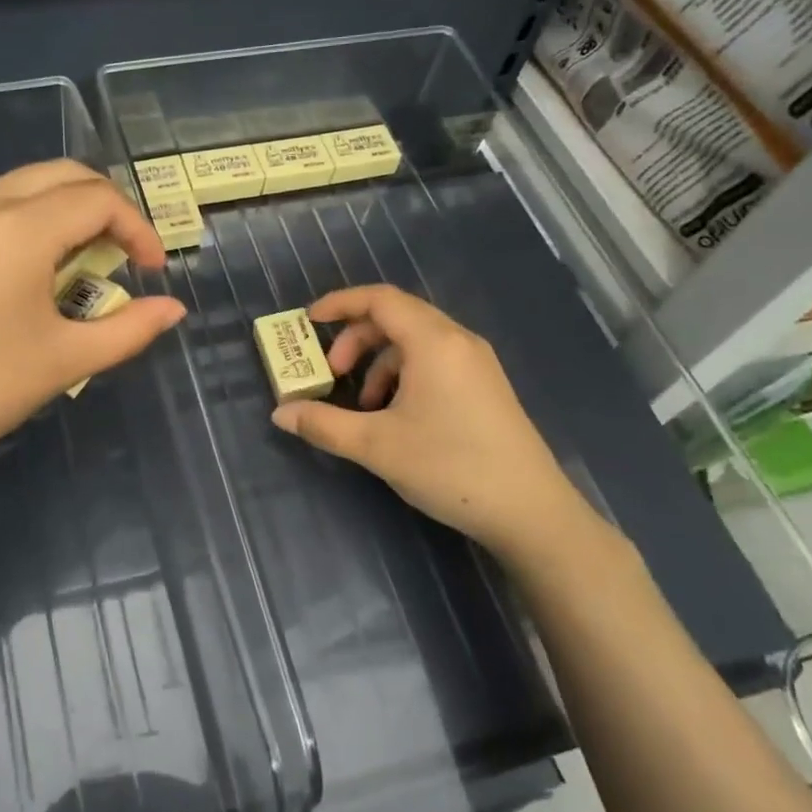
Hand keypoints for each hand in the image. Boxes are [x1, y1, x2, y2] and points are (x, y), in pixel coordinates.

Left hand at [0, 161, 187, 506]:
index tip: (154, 271)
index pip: (98, 199)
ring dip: (70, 211)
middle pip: (64, 176)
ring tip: (90, 261)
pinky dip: (35, 220)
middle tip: (128, 255)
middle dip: (107, 207)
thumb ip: (129, 329)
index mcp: (19, 228)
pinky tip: (42, 268)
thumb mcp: (63, 360)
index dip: (138, 228)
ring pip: (29, 185)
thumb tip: (173, 310)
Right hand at [270, 285, 613, 571]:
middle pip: (397, 317)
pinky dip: (404, 375)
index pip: (380, 299)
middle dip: (356, 339)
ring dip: (379, 361)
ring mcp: (477, 363)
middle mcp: (458, 341)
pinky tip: (395, 415)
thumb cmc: (450, 467)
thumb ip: (323, 425)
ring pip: (416, 341)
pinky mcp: (486, 386)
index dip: (340, 303)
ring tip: (363, 404)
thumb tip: (280, 414)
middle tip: (332, 373)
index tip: (309, 321)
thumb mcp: (376, 446)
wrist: (531, 512)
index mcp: (433, 342)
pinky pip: (435, 361)